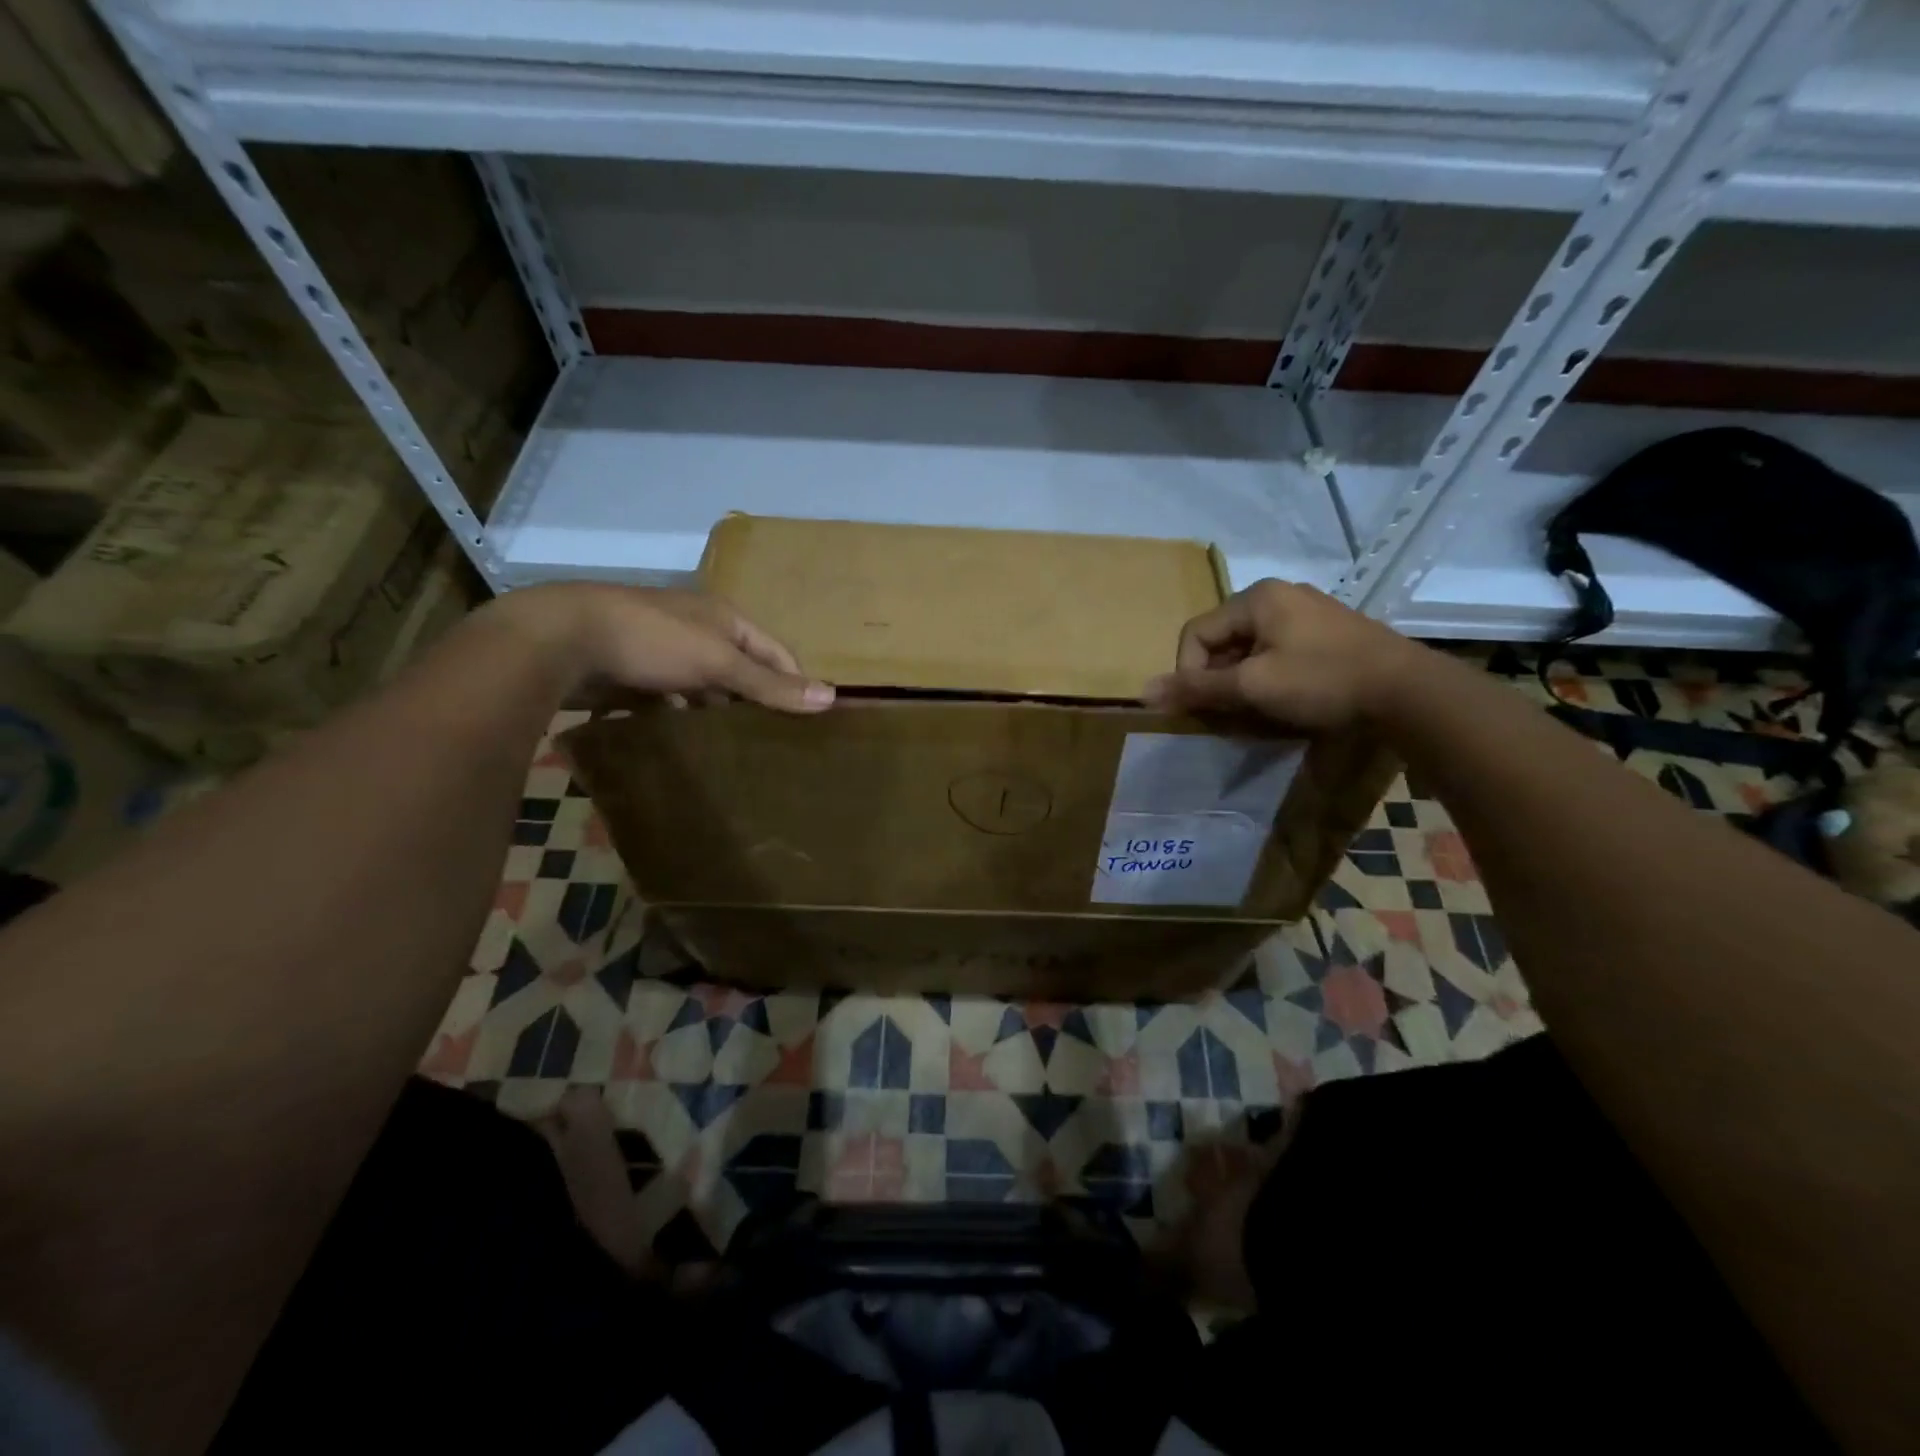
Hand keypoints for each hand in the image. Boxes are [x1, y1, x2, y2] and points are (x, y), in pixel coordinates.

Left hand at [489, 583, 833, 712]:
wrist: (560, 639)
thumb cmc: (651, 640)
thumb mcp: (718, 661)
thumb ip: (770, 684)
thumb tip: (831, 697)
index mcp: (723, 618)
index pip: (776, 653)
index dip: (794, 683)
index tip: (808, 724)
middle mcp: (697, 631)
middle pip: (740, 670)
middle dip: (754, 703)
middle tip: (774, 746)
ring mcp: (663, 652)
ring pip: (704, 689)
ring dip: (716, 715)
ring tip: (736, 754)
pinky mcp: (633, 674)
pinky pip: (670, 702)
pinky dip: (681, 720)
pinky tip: (687, 746)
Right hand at [1142, 579, 1419, 730]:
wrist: (1407, 691)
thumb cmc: (1322, 681)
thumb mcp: (1252, 687)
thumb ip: (1197, 688)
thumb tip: (1143, 693)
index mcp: (1257, 598)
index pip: (1196, 633)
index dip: (1188, 672)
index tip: (1202, 707)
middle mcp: (1279, 596)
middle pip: (1223, 640)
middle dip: (1216, 679)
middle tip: (1227, 714)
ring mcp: (1307, 613)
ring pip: (1250, 649)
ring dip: (1241, 682)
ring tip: (1253, 712)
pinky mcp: (1328, 633)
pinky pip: (1278, 653)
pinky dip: (1268, 678)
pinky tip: (1282, 702)